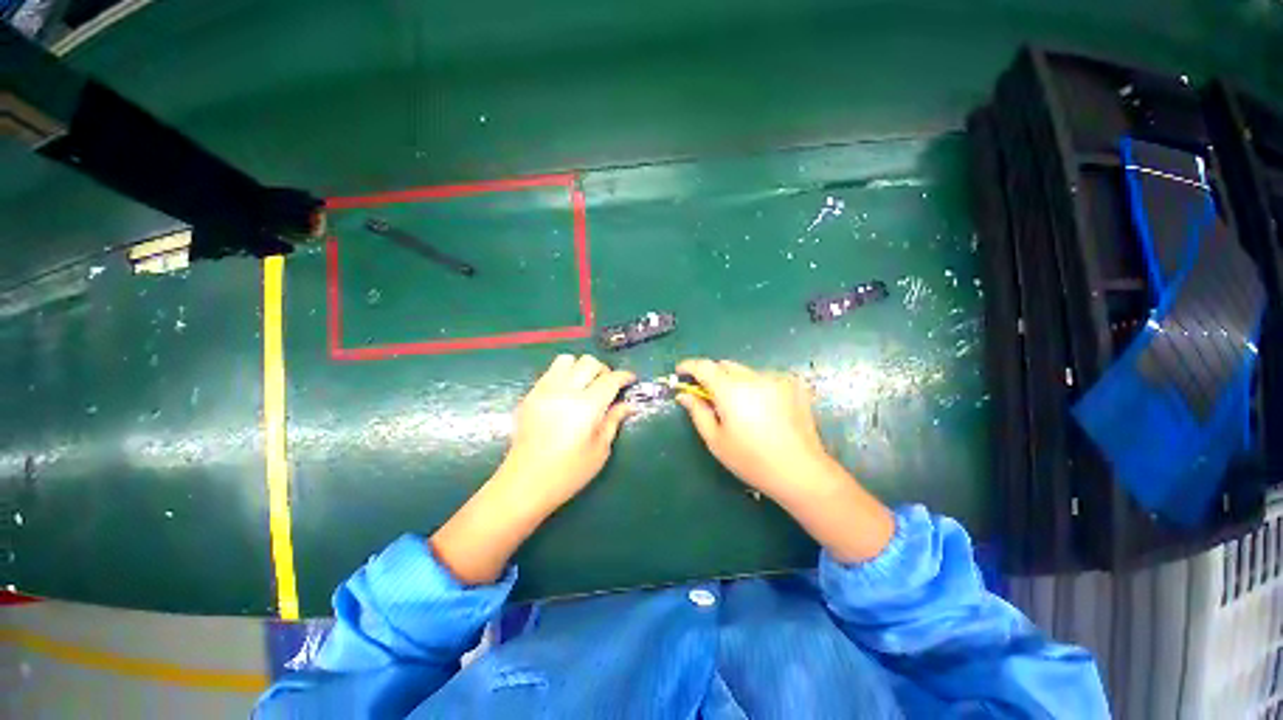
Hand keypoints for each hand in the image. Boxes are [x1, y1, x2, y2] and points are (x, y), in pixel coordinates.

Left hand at [431, 354, 633, 584]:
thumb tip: (629, 404)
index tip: (630, 379)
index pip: (610, 379)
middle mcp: (565, 391)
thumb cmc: (568, 472)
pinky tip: (566, 394)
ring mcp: (544, 390)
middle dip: (604, 370)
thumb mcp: (600, 450)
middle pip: (589, 362)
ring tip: (585, 385)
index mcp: (587, 406)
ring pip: (566, 360)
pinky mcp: (530, 395)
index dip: (624, 376)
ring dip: (580, 367)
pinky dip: (563, 374)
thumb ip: (614, 421)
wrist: (524, 483)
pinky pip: (550, 372)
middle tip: (608, 386)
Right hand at [675, 358, 893, 561]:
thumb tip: (684, 395)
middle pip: (725, 365)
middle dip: (712, 375)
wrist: (801, 471)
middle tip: (709, 396)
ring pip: (745, 371)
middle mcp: (753, 377)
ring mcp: (776, 379)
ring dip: (734, 381)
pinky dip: (755, 386)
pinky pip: (765, 378)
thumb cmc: (752, 460)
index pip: (704, 366)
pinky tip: (762, 409)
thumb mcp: (716, 440)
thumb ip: (698, 412)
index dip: (689, 366)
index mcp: (730, 390)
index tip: (680, 372)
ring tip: (739, 407)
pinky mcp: (792, 385)